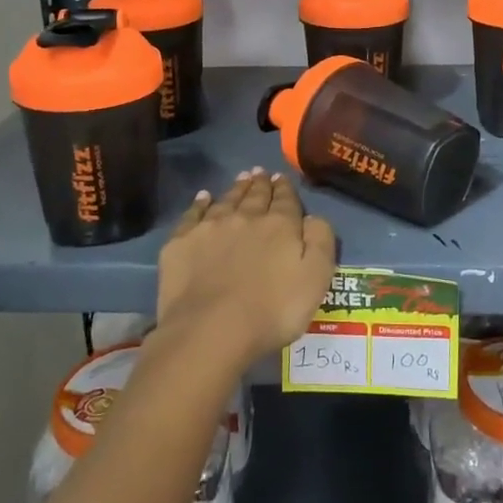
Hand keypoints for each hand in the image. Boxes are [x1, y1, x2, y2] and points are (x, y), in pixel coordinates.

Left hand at [156, 169, 336, 366]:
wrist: (211, 330)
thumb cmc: (272, 311)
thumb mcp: (316, 278)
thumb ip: (320, 241)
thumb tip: (313, 217)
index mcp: (280, 226)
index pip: (285, 200)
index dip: (285, 188)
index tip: (281, 177)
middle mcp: (245, 217)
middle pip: (255, 195)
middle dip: (260, 183)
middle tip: (261, 172)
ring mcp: (210, 228)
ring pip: (226, 200)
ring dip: (236, 188)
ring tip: (241, 178)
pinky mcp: (182, 242)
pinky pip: (193, 214)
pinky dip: (200, 203)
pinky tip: (204, 197)